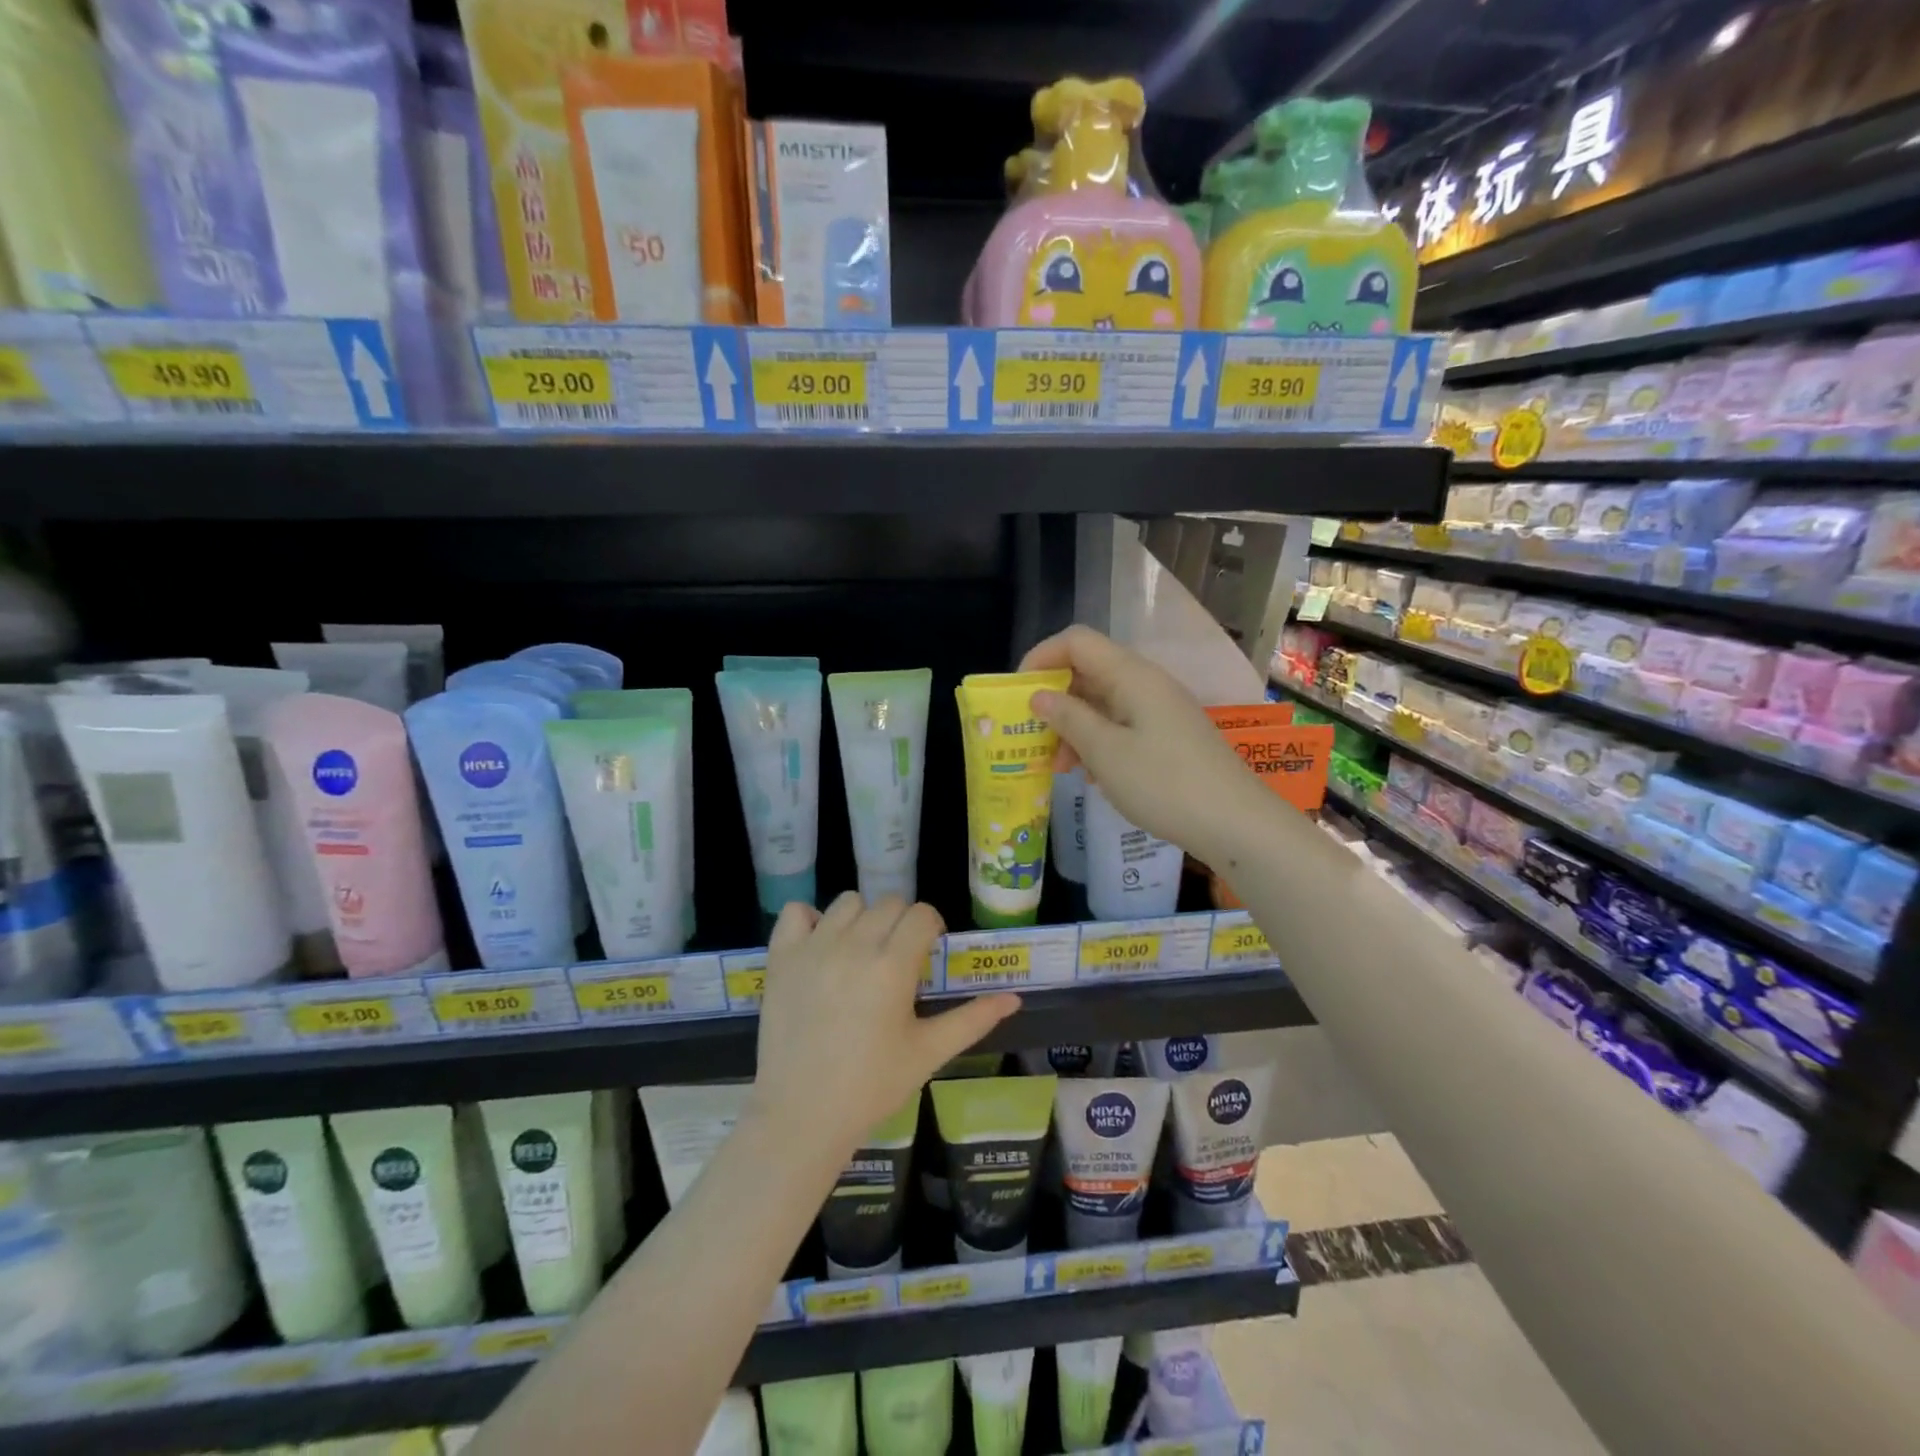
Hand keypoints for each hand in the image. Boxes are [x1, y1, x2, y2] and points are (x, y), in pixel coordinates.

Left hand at [750, 893, 1020, 1156]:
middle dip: (901, 923)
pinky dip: (810, 921)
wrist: (802, 1115)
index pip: (922, 914)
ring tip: (860, 953)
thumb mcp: (929, 1052)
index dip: (931, 928)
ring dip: (861, 918)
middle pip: (889, 903)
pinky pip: (796, 913)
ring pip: (847, 902)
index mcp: (893, 965)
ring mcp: (814, 948)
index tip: (927, 953)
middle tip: (897, 959)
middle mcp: (854, 945)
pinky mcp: (781, 958)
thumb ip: (973, 1019)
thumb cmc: (872, 1086)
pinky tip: (820, 947)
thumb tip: (1014, 998)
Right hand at [1020, 625, 1259, 861]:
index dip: (1040, 658)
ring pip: (1102, 703)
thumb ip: (1068, 718)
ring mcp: (1159, 710)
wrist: (1235, 823)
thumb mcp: (1105, 752)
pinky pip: (1121, 726)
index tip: (1017, 695)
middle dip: (1054, 701)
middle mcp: (1146, 683)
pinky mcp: (1167, 736)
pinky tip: (1091, 777)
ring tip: (1058, 768)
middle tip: (1032, 739)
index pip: (1076, 642)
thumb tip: (1040, 695)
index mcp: (1131, 675)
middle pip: (1088, 672)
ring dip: (1073, 729)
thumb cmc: (1164, 784)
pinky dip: (1098, 744)